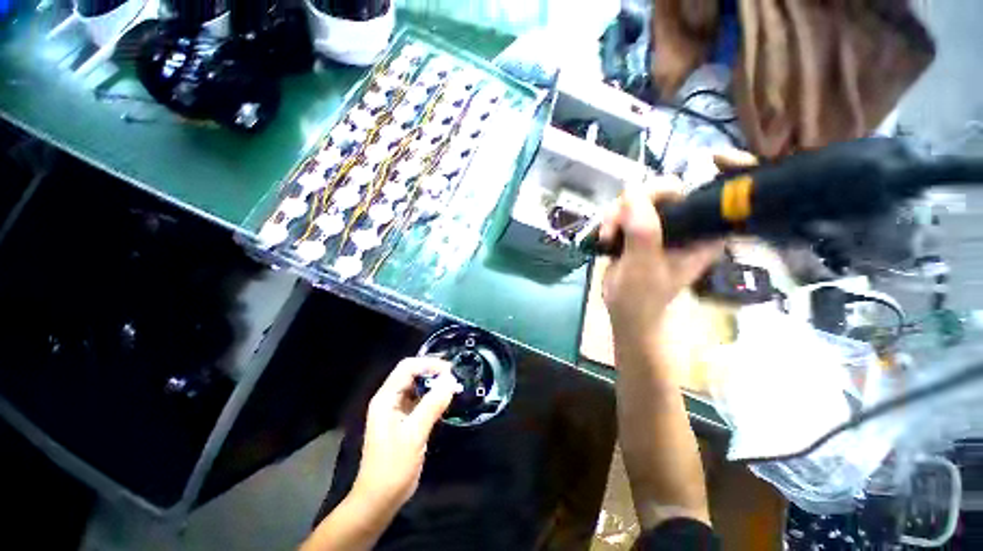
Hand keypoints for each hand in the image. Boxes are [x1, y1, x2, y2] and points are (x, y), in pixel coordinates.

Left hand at [351, 358, 455, 511]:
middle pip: (412, 374)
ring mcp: (396, 410)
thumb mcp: (414, 434)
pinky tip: (445, 400)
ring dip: (434, 384)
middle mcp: (389, 399)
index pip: (407, 367)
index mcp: (386, 398)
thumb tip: (451, 380)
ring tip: (454, 386)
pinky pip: (420, 400)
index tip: (450, 370)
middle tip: (455, 377)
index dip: (429, 364)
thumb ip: (432, 405)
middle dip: (433, 371)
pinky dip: (433, 397)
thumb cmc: (392, 467)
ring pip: (417, 386)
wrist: (378, 500)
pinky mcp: (404, 420)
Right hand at [600, 176, 722, 349]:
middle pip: (668, 188)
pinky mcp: (640, 227)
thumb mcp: (643, 268)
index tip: (713, 156)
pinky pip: (625, 208)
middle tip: (615, 225)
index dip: (727, 169)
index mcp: (704, 233)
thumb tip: (632, 193)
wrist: (623, 310)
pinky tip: (605, 236)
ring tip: (607, 237)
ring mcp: (662, 224)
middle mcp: (687, 223)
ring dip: (616, 213)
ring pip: (639, 197)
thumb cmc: (640, 298)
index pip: (722, 193)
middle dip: (636, 202)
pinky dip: (610, 218)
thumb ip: (643, 233)